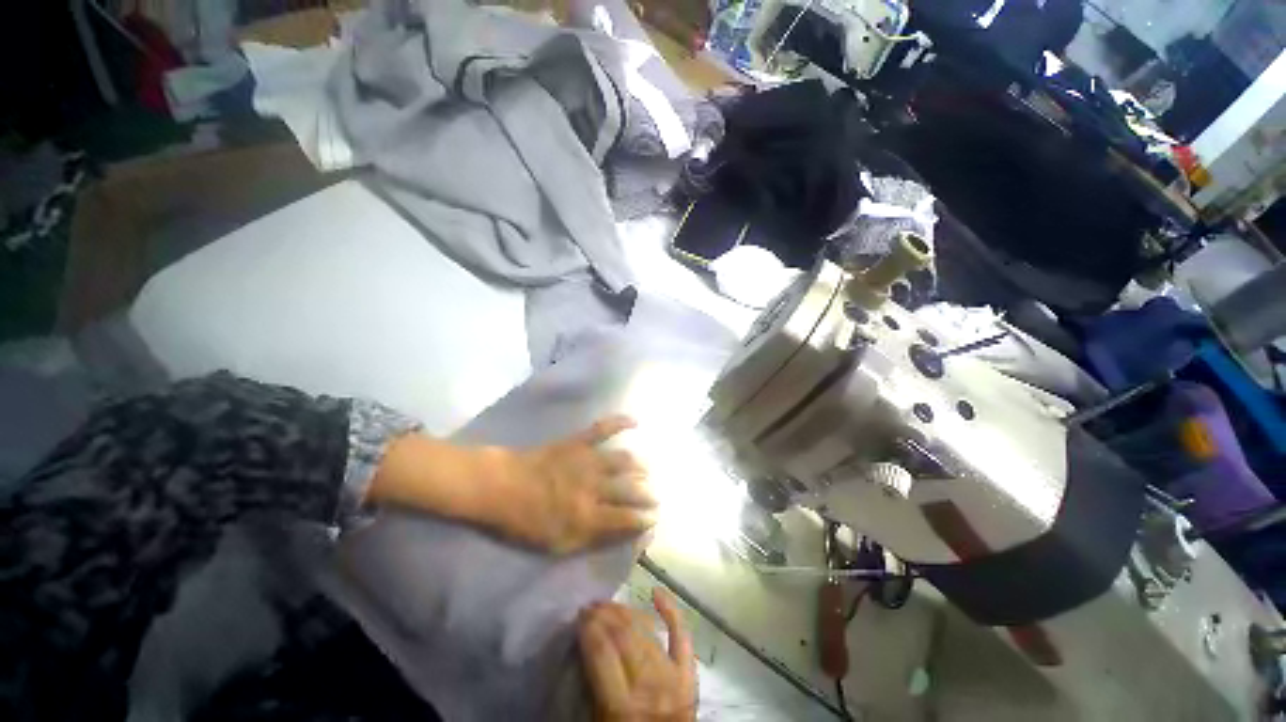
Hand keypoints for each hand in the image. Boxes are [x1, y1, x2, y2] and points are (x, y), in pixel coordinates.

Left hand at [485, 416, 656, 553]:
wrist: (499, 486)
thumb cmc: (525, 522)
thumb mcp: (558, 545)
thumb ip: (593, 540)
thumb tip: (624, 536)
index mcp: (587, 516)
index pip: (627, 518)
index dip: (644, 519)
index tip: (652, 519)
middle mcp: (593, 487)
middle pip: (631, 489)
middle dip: (647, 494)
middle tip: (653, 496)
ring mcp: (587, 460)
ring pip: (623, 461)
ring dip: (639, 467)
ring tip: (645, 471)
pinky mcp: (577, 442)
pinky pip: (603, 428)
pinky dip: (620, 422)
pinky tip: (635, 421)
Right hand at [579, 589, 696, 721]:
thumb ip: (589, 690)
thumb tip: (580, 650)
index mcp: (622, 708)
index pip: (602, 653)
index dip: (589, 629)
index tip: (578, 616)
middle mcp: (650, 687)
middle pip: (624, 636)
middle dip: (604, 615)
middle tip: (590, 607)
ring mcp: (673, 678)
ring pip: (645, 632)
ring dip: (625, 612)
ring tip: (608, 605)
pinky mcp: (688, 676)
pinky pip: (681, 636)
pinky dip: (671, 611)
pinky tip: (656, 592)